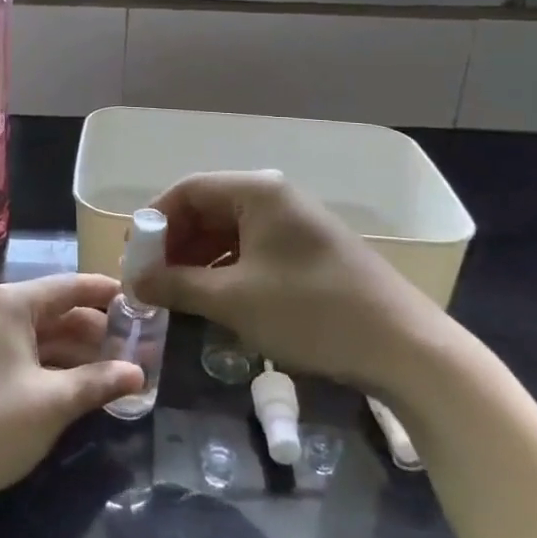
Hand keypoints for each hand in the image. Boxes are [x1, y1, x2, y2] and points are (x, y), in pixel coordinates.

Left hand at [0, 274, 144, 511]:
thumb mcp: (52, 403)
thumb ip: (98, 382)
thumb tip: (138, 372)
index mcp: (13, 304)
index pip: (71, 287)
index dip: (108, 294)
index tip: (141, 302)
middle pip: (58, 309)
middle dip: (96, 329)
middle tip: (137, 346)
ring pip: (42, 333)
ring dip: (76, 350)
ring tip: (116, 368)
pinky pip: (24, 351)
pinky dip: (52, 363)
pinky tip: (77, 383)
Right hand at [131, 171, 454, 398]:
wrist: (403, 347)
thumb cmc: (311, 312)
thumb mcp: (234, 300)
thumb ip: (178, 286)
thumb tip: (134, 284)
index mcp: (257, 192)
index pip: (188, 190)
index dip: (155, 222)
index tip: (133, 258)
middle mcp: (274, 198)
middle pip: (208, 208)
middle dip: (175, 244)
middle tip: (150, 281)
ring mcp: (294, 224)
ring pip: (229, 231)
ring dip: (198, 259)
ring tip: (175, 294)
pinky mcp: (307, 251)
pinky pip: (252, 249)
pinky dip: (226, 269)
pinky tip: (213, 298)